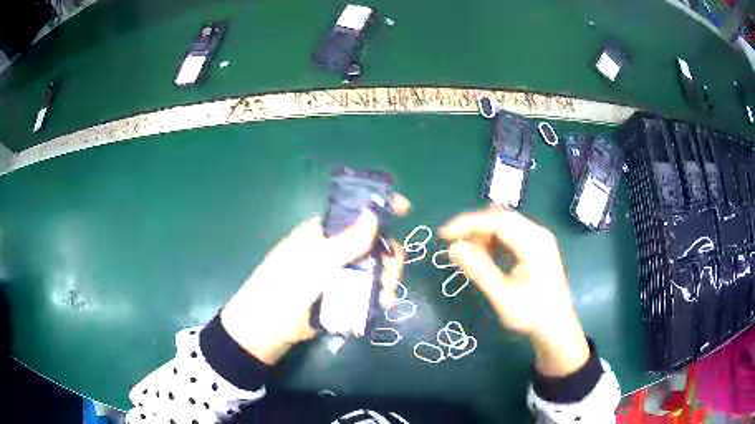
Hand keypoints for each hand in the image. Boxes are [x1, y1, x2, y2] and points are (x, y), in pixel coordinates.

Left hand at [221, 197, 409, 364]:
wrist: (270, 326)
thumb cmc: (287, 285)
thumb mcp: (316, 261)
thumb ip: (346, 241)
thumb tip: (373, 214)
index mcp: (324, 232)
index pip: (355, 213)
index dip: (379, 208)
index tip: (405, 209)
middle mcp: (335, 249)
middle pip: (373, 243)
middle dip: (388, 256)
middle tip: (392, 272)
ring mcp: (341, 274)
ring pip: (375, 269)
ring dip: (386, 280)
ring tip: (385, 297)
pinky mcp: (344, 296)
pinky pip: (369, 290)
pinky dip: (379, 296)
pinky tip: (383, 305)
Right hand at [440, 207, 588, 376]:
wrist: (557, 327)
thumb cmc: (532, 315)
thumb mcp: (503, 296)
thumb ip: (479, 271)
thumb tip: (454, 248)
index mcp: (533, 242)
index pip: (496, 220)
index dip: (467, 224)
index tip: (443, 235)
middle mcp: (537, 233)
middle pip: (500, 218)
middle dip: (474, 228)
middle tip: (453, 245)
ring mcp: (538, 239)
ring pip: (504, 224)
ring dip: (483, 235)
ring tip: (469, 255)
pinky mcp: (536, 246)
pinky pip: (510, 234)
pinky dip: (493, 241)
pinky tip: (485, 256)